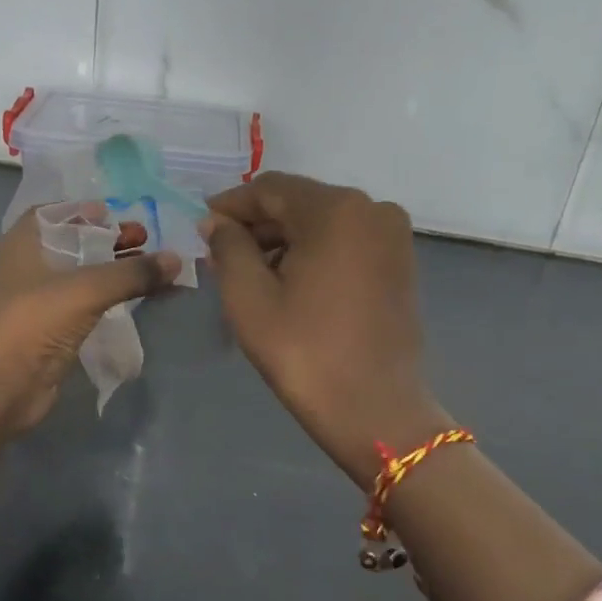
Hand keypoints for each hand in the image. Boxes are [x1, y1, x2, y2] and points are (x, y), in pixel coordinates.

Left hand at [0, 205, 180, 435]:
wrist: (1, 388)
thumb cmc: (35, 323)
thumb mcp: (87, 289)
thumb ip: (133, 273)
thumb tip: (176, 260)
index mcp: (23, 244)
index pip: (54, 213)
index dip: (85, 211)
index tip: (119, 214)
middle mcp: (28, 267)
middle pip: (73, 243)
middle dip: (109, 240)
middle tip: (145, 241)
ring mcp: (39, 301)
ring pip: (82, 275)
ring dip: (113, 270)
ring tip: (151, 270)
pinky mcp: (51, 330)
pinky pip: (86, 304)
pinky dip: (110, 297)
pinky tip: (137, 299)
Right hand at [202, 173, 447, 484]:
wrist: (375, 411)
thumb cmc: (305, 353)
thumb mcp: (249, 298)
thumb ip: (228, 247)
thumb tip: (216, 222)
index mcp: (337, 210)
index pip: (270, 189)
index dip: (230, 205)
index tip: (201, 227)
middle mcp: (372, 210)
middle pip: (299, 203)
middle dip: (257, 226)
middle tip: (219, 256)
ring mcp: (393, 237)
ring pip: (322, 223)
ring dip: (283, 241)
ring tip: (250, 274)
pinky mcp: (400, 263)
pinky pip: (346, 242)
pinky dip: (313, 253)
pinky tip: (288, 282)